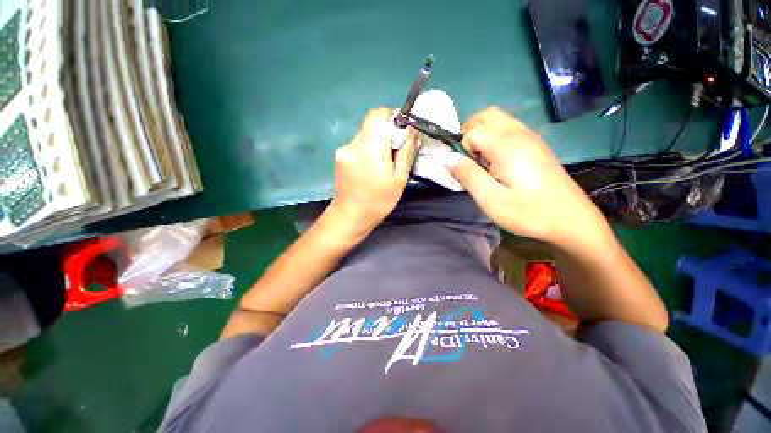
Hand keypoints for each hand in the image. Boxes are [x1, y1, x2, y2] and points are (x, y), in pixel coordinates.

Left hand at [330, 107, 417, 236]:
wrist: (351, 216)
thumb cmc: (379, 201)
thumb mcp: (399, 179)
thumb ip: (405, 152)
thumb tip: (411, 130)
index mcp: (370, 149)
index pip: (377, 115)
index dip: (391, 116)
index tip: (401, 131)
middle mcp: (354, 144)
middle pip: (371, 124)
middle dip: (386, 132)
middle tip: (395, 151)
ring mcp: (344, 150)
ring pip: (365, 135)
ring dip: (377, 143)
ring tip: (383, 164)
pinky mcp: (339, 156)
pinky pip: (357, 145)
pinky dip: (367, 150)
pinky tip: (370, 168)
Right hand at [445, 107, 611, 248]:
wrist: (570, 220)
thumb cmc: (528, 212)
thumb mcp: (490, 199)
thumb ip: (467, 175)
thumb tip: (446, 158)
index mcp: (507, 145)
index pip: (472, 131)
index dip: (463, 149)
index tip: (468, 170)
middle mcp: (519, 133)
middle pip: (486, 115)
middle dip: (469, 132)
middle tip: (469, 159)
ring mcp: (531, 137)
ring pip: (498, 119)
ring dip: (482, 134)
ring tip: (482, 162)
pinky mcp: (536, 145)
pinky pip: (510, 128)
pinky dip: (495, 137)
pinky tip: (498, 162)